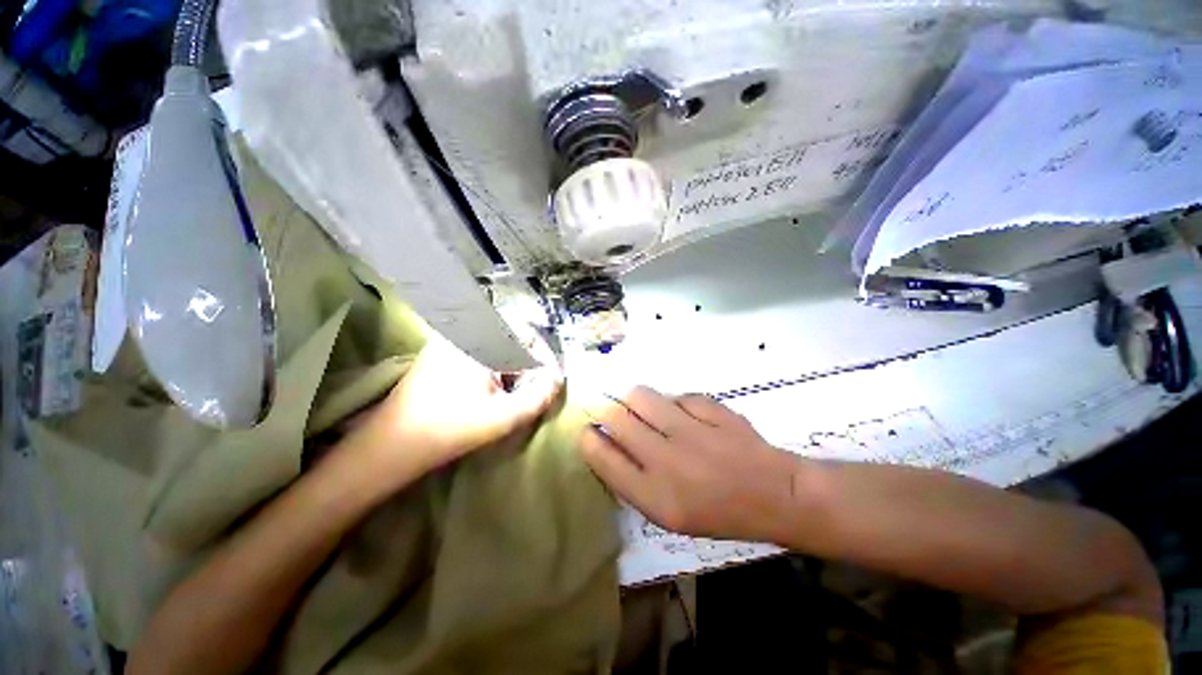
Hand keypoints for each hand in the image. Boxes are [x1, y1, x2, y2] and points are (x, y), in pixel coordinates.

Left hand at [351, 336, 562, 478]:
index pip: (528, 333)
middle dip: (530, 360)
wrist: (392, 443)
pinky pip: (482, 347)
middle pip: (514, 335)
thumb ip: (540, 395)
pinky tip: (494, 387)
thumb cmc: (451, 429)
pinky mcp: (443, 350)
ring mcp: (451, 338)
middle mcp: (465, 330)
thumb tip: (557, 378)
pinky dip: (497, 363)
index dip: (545, 356)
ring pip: (498, 341)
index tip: (550, 381)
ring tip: (517, 390)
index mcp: (480, 340)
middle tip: (535, 387)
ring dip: (514, 362)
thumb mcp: (504, 416)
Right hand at [580, 386, 799, 541]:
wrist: (774, 495)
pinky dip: (674, 403)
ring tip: (647, 410)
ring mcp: (689, 429)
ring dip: (636, 401)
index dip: (588, 439)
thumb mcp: (668, 515)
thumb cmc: (718, 513)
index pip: (601, 456)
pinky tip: (686, 416)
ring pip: (640, 395)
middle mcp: (666, 460)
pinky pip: (675, 395)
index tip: (589, 431)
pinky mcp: (709, 409)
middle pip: (616, 417)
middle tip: (616, 416)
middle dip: (607, 413)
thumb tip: (607, 443)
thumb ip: (633, 480)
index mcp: (653, 495)